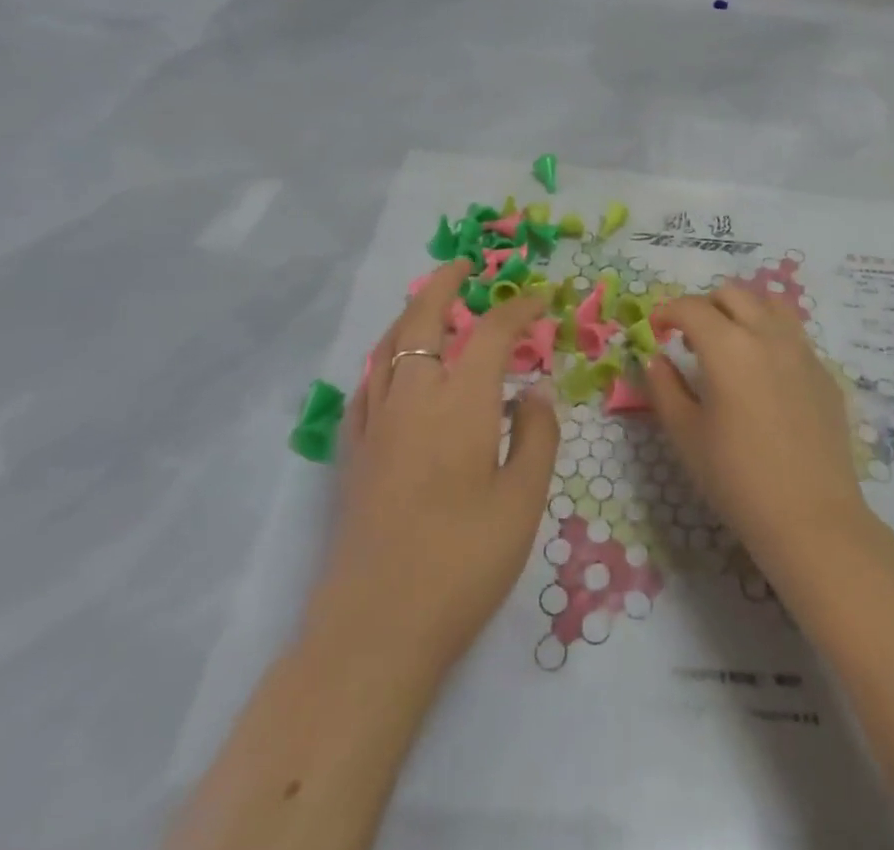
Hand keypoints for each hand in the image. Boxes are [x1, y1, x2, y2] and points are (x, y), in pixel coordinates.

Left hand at [321, 261, 558, 673]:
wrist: (375, 628)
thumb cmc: (463, 562)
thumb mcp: (522, 501)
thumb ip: (535, 436)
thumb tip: (533, 393)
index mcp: (460, 400)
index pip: (493, 333)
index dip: (520, 308)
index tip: (541, 297)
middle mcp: (413, 395)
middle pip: (422, 319)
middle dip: (445, 284)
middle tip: (464, 265)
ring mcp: (375, 422)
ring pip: (388, 345)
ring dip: (410, 314)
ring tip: (430, 305)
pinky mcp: (352, 452)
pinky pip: (366, 384)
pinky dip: (383, 359)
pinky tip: (392, 371)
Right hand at [647, 285, 872, 581]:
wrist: (811, 517)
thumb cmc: (737, 478)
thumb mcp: (685, 434)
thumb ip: (664, 387)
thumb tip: (655, 358)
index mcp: (728, 346)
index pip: (691, 308)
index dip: (667, 311)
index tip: (656, 329)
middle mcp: (767, 334)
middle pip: (732, 294)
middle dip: (705, 306)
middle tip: (690, 338)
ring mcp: (802, 350)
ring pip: (769, 304)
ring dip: (742, 311)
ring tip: (730, 344)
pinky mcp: (824, 372)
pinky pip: (793, 334)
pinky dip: (770, 336)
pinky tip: (764, 375)